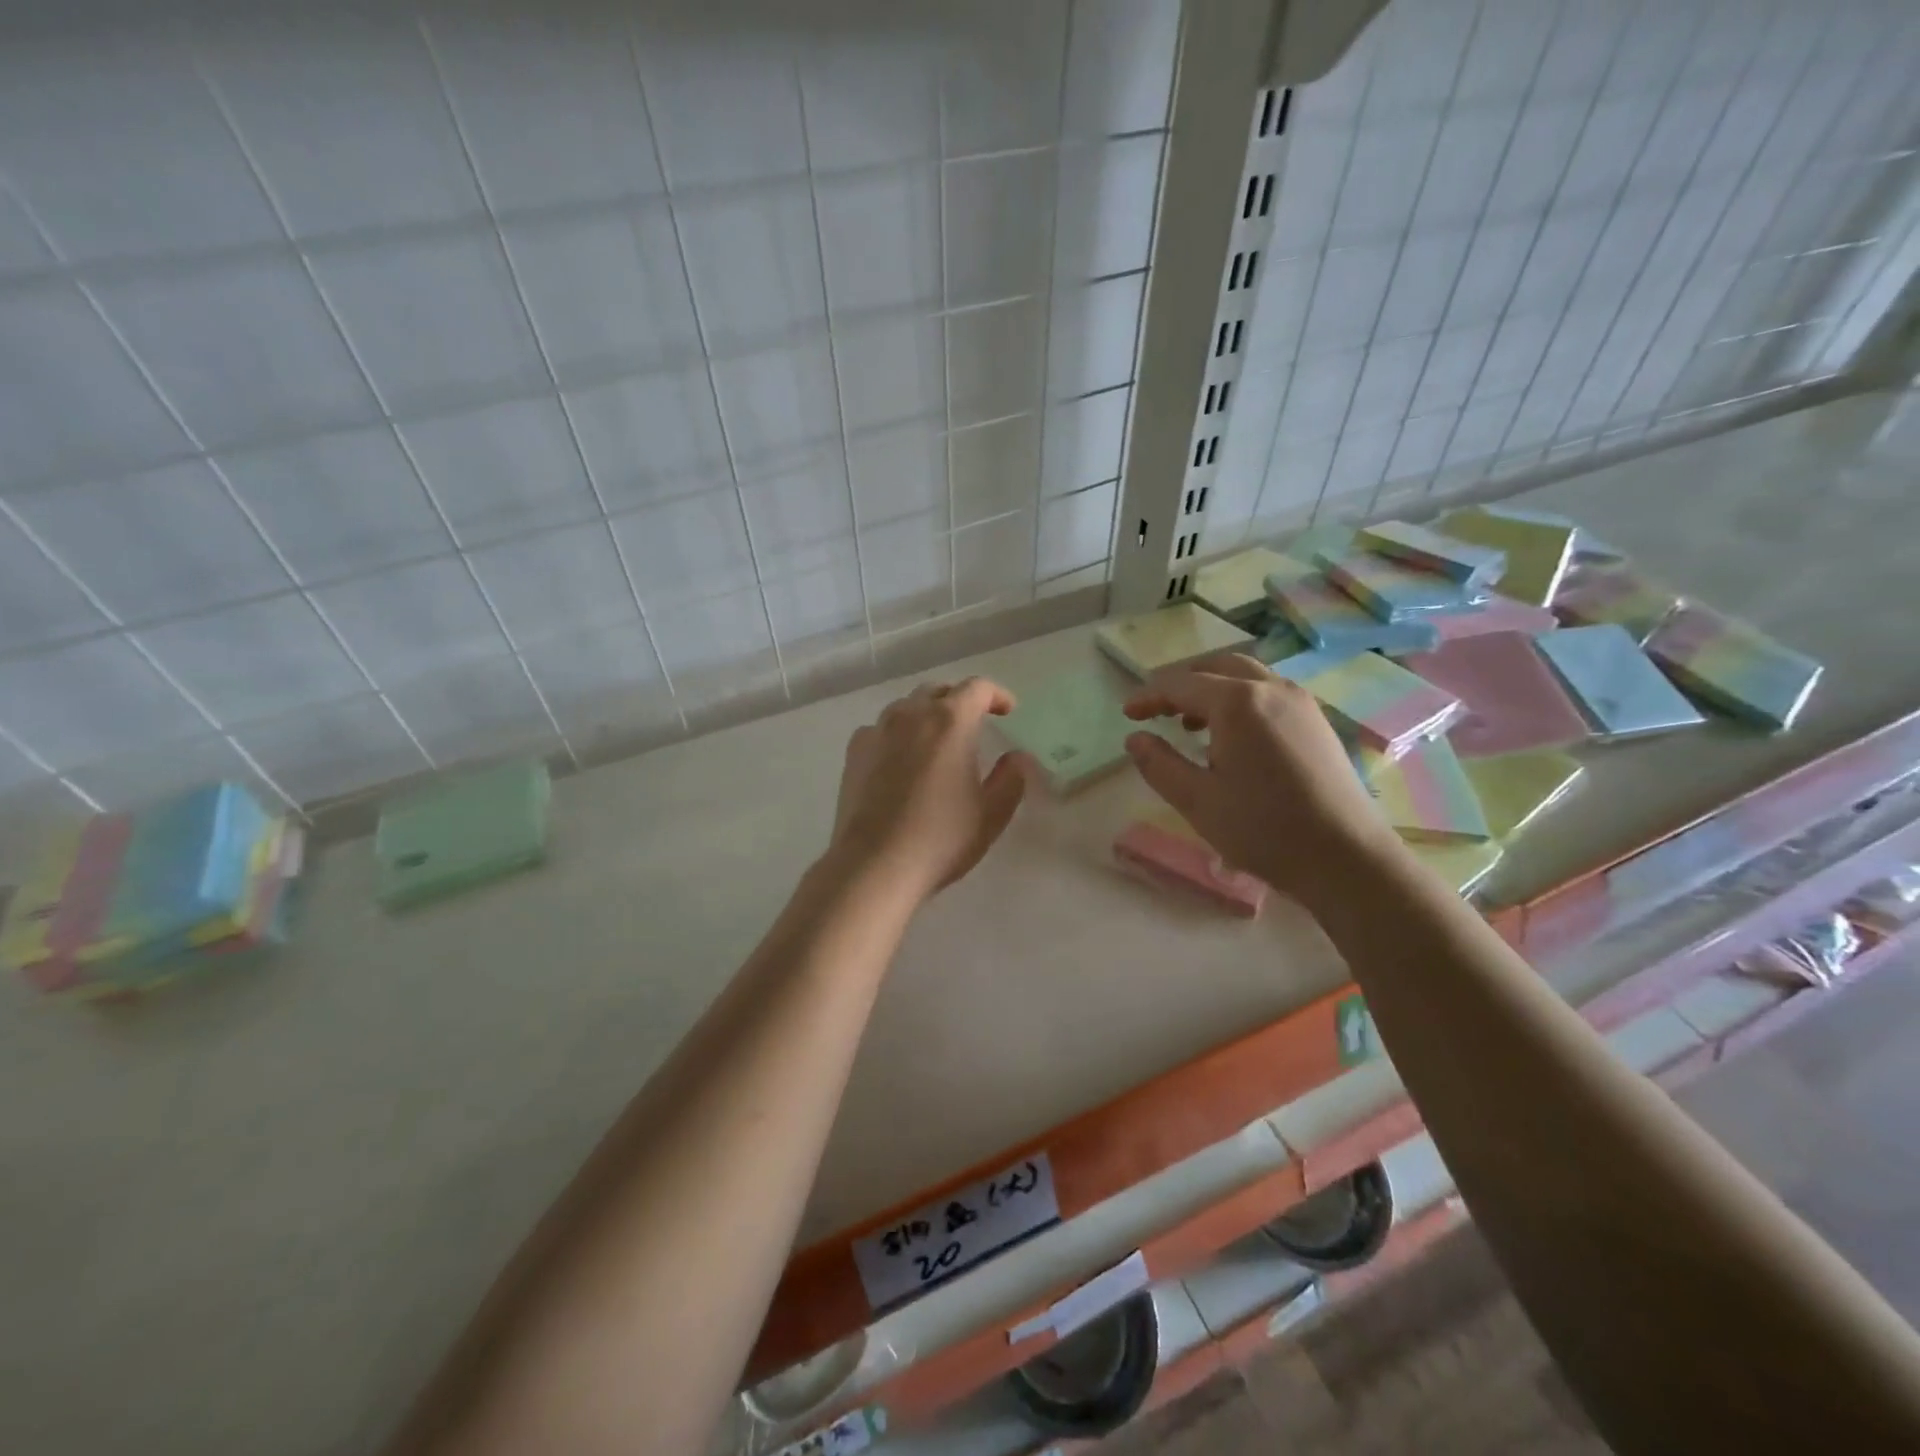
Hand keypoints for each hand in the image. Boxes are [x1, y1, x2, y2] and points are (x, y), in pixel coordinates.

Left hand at [827, 677, 1026, 902]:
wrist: (874, 865)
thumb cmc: (941, 838)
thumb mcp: (991, 814)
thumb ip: (1011, 778)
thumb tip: (1017, 758)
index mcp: (950, 721)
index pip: (977, 688)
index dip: (997, 695)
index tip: (1007, 711)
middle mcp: (911, 714)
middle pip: (939, 691)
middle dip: (960, 701)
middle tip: (974, 724)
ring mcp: (877, 730)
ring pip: (907, 707)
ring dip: (927, 715)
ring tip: (937, 741)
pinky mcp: (854, 752)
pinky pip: (881, 729)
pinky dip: (898, 735)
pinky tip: (901, 760)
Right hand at [1122, 653, 1399, 902]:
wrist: (1346, 857)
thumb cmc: (1264, 829)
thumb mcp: (1197, 801)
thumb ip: (1159, 764)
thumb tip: (1135, 738)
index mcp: (1238, 703)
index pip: (1181, 685)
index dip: (1149, 696)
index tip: (1127, 714)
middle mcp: (1271, 689)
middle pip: (1216, 666)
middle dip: (1181, 682)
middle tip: (1156, 709)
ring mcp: (1300, 702)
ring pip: (1246, 676)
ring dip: (1212, 688)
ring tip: (1189, 723)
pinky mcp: (1316, 721)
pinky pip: (1269, 692)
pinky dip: (1240, 699)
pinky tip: (1232, 737)